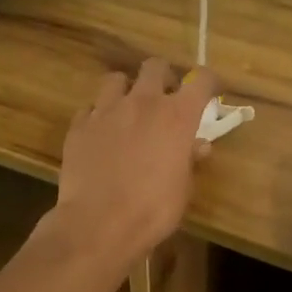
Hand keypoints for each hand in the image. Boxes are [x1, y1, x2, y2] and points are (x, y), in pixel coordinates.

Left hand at [52, 58, 214, 272]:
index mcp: (177, 116)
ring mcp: (106, 110)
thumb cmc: (153, 210)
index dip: (209, 81)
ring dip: (126, 89)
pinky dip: (99, 115)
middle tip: (166, 97)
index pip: (201, 80)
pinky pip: (90, 108)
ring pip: (116, 79)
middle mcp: (142, 103)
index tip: (212, 89)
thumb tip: (198, 146)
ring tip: (128, 110)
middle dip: (163, 77)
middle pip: (155, 67)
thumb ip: (190, 160)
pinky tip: (102, 134)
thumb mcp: (183, 188)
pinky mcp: (79, 125)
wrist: (99, 224)